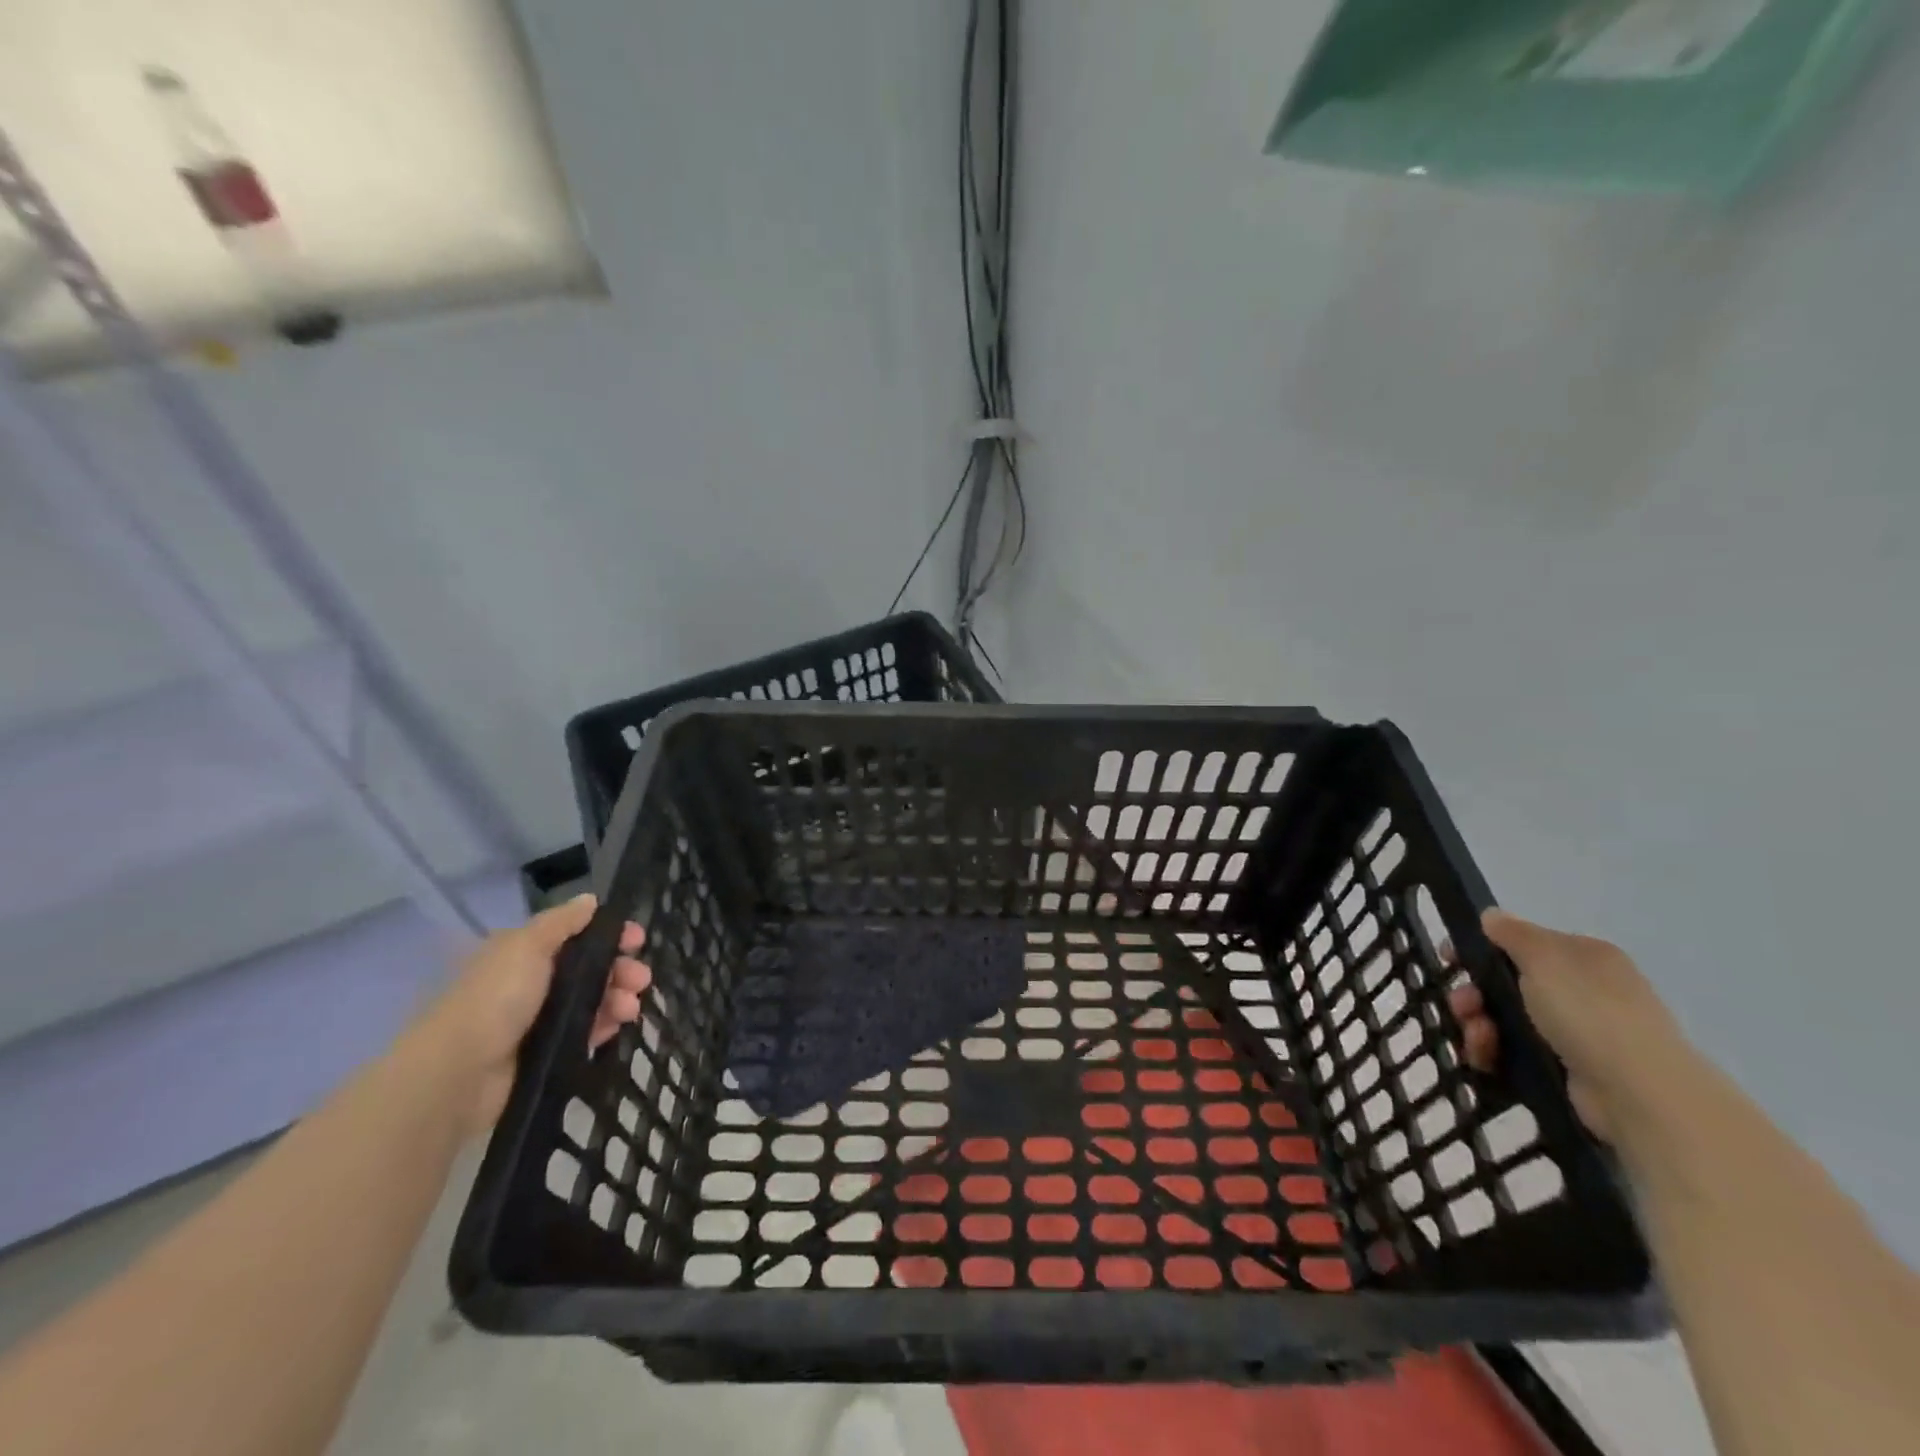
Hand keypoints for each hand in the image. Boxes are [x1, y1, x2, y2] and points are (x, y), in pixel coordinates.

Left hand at [408, 893, 650, 1136]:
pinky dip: (604, 1027)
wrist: (458, 1073)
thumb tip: (590, 900)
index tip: (637, 941)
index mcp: (524, 953)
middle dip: (620, 970)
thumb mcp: (527, 945)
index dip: (609, 935)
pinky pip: (584, 1034)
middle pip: (589, 969)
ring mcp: (538, 1020)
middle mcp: (532, 982)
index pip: (577, 936)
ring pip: (591, 1001)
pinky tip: (617, 1027)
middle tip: (642, 980)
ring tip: (631, 1009)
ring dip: (618, 999)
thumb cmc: (495, 998)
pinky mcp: (545, 1053)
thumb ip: (563, 921)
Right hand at [1450, 908, 1683, 1143]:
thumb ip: (1513, 933)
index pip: (1522, 944)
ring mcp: (1575, 1033)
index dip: (1482, 948)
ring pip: (1505, 1019)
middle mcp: (1582, 991)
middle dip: (1474, 993)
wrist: (1639, 1094)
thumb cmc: (1590, 1013)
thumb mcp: (1545, 958)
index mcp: (1583, 958)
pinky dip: (1493, 1053)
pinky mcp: (1564, 1069)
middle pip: (1506, 983)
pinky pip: (1513, 1052)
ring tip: (1477, 1038)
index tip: (1449, 959)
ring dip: (1478, 1024)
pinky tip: (1484, 1058)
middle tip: (1461, 1005)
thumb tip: (1492, 915)